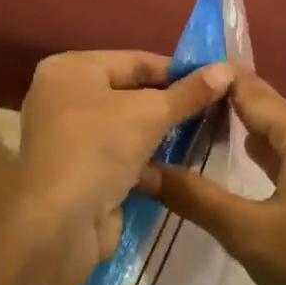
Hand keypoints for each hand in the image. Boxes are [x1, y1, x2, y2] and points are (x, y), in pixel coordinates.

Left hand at [14, 51, 231, 268]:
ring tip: (204, 133)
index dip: (177, 70)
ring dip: (160, 131)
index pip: (134, 60)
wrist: (59, 224)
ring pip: (125, 125)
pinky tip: (179, 161)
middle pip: (129, 91)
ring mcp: (66, 136)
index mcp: (70, 69)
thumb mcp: (151, 113)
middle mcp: (61, 96)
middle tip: (213, 108)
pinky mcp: (75, 170)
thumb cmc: (99, 149)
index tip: (215, 81)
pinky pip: (118, 152)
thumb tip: (226, 69)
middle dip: (170, 102)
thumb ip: (189, 92)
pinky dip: (145, 156)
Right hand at [139, 70, 285, 284]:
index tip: (173, 72)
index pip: (251, 92)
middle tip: (177, 101)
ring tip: (201, 126)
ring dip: (247, 133)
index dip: (213, 80)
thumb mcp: (247, 232)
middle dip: (226, 105)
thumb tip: (142, 169)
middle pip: (270, 111)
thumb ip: (194, 197)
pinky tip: (246, 165)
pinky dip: (269, 158)